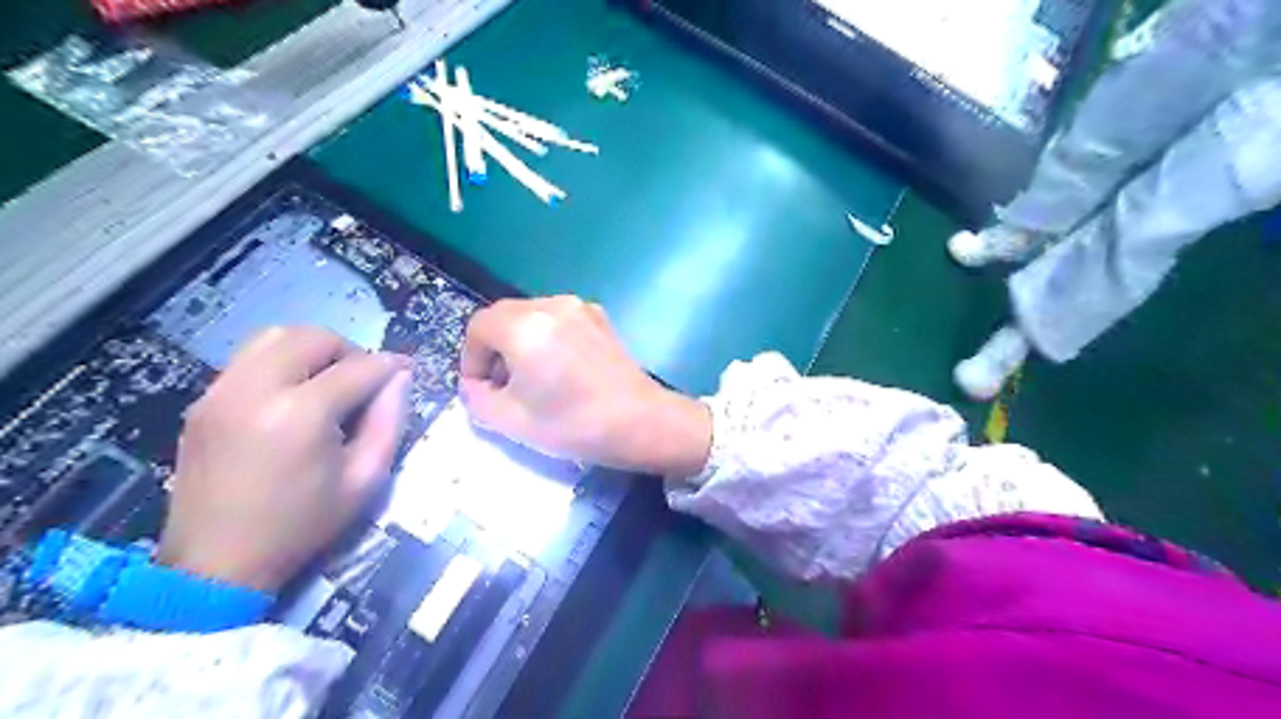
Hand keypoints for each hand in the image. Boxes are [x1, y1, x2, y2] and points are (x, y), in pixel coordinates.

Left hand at [157, 329, 413, 593]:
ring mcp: (221, 391)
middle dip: (350, 350)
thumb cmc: (302, 525)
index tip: (406, 372)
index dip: (390, 366)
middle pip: (313, 338)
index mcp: (300, 414)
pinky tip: (294, 393)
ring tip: (329, 380)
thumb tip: (400, 378)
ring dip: (313, 349)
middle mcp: (256, 389)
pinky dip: (281, 361)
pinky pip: (249, 358)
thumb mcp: (365, 479)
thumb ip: (389, 421)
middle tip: (365, 379)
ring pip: (275, 337)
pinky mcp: (204, 401)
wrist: (217, 563)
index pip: (358, 367)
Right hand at [459, 296, 710, 476]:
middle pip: (504, 316)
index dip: (471, 359)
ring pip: (532, 316)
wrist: (641, 421)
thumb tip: (476, 385)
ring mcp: (579, 307)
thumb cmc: (574, 424)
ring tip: (534, 379)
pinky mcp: (600, 318)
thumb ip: (477, 399)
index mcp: (524, 326)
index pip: (478, 328)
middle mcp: (550, 305)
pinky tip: (562, 369)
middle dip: (494, 349)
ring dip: (521, 342)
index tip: (482, 389)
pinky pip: (559, 320)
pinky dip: (548, 338)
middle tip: (503, 386)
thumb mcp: (511, 421)